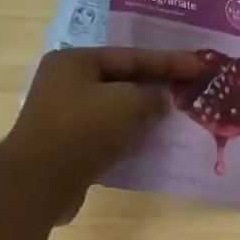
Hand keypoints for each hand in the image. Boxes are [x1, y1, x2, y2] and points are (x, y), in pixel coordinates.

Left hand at [1, 45, 203, 220]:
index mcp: (75, 62)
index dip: (168, 61)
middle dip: (156, 86)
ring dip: (144, 114)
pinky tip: (152, 142)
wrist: (40, 183)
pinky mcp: (70, 146)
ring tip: (176, 117)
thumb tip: (159, 100)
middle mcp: (66, 84)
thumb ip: (151, 96)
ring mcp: (65, 116)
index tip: (199, 66)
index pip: (130, 56)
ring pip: (115, 109)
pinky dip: (131, 136)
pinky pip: (108, 134)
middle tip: (189, 89)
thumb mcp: (127, 104)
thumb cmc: (83, 131)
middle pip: (121, 81)